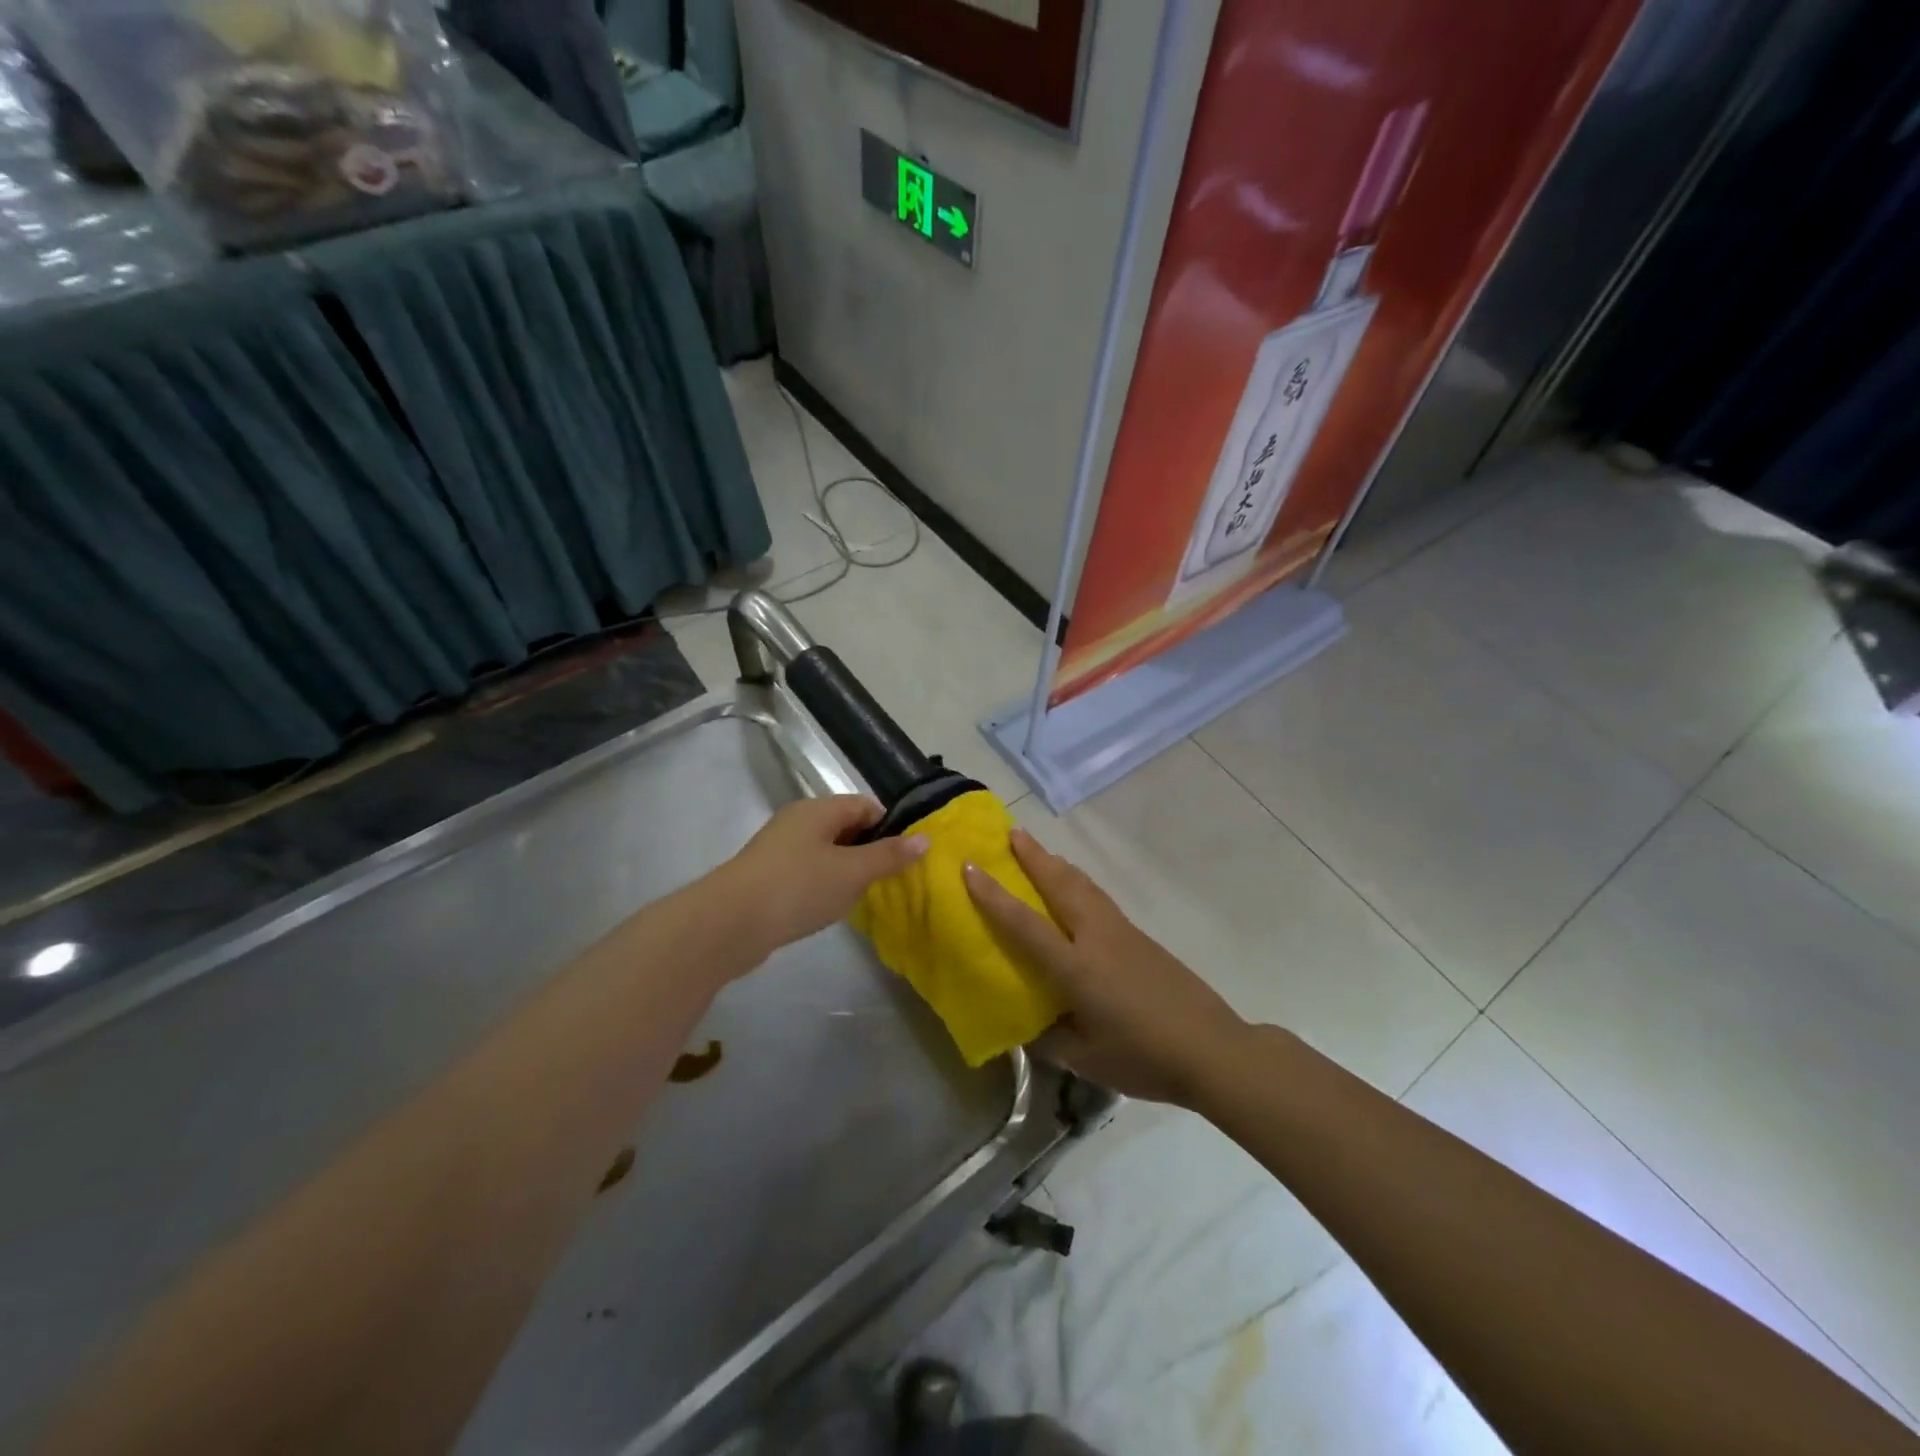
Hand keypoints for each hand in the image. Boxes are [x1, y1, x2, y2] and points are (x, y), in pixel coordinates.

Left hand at [724, 796, 926, 956]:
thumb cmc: (797, 888)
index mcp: (818, 810)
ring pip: (826, 851)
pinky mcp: (767, 875)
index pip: (865, 805)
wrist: (728, 924)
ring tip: (862, 897)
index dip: (890, 827)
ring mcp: (779, 848)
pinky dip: (823, 884)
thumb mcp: (852, 872)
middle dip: (869, 850)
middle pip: (845, 826)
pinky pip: (807, 871)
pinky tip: (829, 907)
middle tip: (888, 880)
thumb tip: (925, 838)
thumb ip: (889, 856)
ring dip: (846, 870)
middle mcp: (797, 821)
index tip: (905, 857)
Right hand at [964, 829, 1250, 1107]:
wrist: (1213, 1049)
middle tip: (1011, 832)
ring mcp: (1122, 932)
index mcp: (1076, 968)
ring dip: (1057, 864)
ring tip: (1039, 851)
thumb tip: (1029, 1024)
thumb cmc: (1144, 1058)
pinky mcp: (1140, 937)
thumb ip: (1052, 1038)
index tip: (970, 866)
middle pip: (1059, 884)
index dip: (993, 896)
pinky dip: (1078, 883)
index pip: (1025, 924)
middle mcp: (1096, 938)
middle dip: (1032, 856)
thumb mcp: (1087, 1060)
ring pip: (1083, 886)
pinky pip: (1099, 898)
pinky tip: (1076, 889)